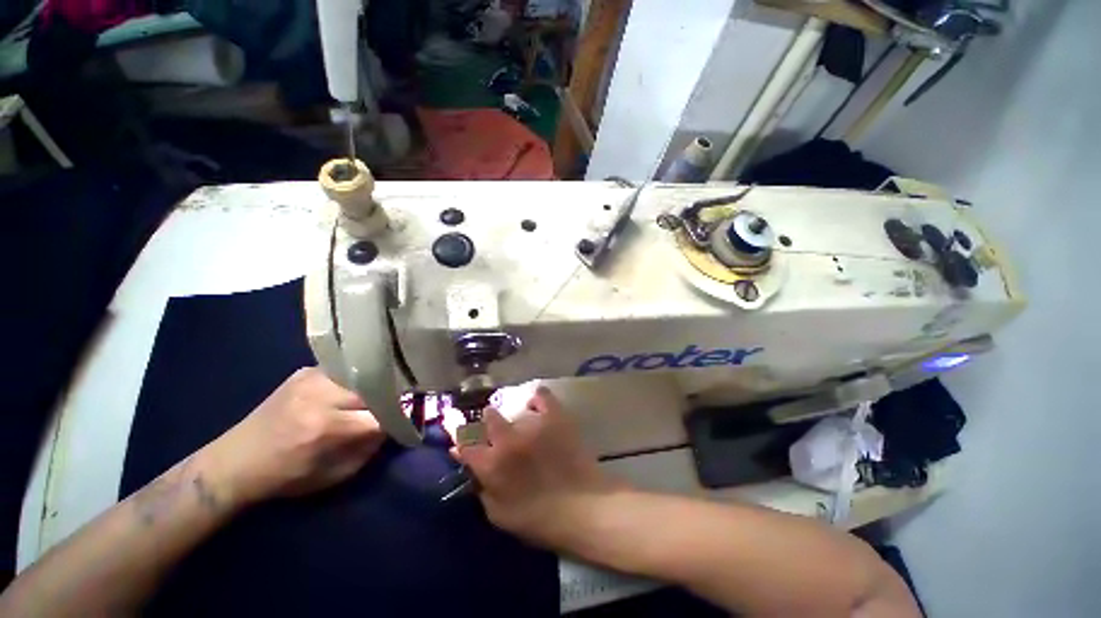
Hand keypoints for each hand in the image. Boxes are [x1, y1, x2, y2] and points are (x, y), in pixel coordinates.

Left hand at [203, 367, 384, 505]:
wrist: (235, 461)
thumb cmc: (287, 477)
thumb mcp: (335, 475)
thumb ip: (370, 448)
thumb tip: (395, 425)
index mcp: (326, 428)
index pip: (382, 415)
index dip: (400, 419)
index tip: (408, 422)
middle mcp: (321, 396)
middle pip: (376, 389)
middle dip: (390, 400)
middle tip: (396, 407)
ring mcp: (312, 378)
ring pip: (364, 375)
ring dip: (376, 387)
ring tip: (379, 395)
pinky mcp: (306, 371)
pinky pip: (346, 370)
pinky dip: (357, 379)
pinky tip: (355, 388)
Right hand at [455, 387, 617, 549]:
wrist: (583, 507)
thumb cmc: (538, 519)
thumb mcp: (499, 515)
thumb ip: (480, 487)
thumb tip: (467, 463)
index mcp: (491, 464)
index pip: (465, 442)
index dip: (459, 436)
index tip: (458, 432)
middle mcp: (508, 439)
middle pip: (488, 417)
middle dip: (489, 424)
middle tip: (499, 435)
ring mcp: (533, 424)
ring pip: (514, 408)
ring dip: (515, 419)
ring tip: (525, 430)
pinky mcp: (554, 416)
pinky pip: (541, 395)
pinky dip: (537, 399)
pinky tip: (538, 407)